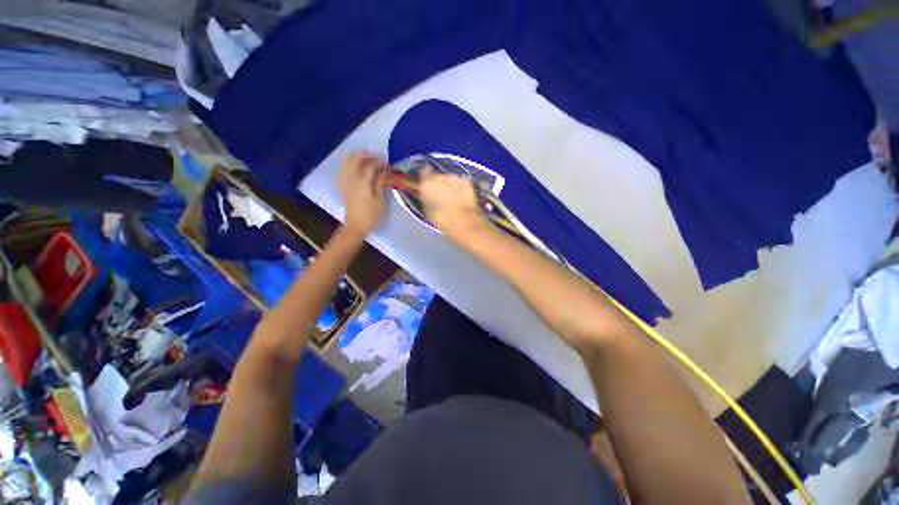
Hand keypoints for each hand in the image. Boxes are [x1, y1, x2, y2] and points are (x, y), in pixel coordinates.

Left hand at [339, 151, 388, 234]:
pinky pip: (344, 168)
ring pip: (348, 161)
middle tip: (379, 158)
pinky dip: (351, 163)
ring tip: (369, 160)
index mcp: (363, 183)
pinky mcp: (343, 185)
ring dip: (358, 157)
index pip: (371, 165)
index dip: (381, 163)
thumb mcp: (381, 201)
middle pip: (356, 158)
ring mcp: (345, 181)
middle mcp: (352, 178)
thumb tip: (385, 172)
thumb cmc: (371, 216)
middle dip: (368, 155)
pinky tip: (358, 167)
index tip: (389, 165)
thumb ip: (381, 184)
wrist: (356, 226)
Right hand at [417, 167, 486, 239]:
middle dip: (439, 183)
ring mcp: (455, 178)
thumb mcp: (428, 211)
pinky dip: (461, 188)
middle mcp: (440, 176)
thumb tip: (427, 196)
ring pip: (450, 178)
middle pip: (438, 176)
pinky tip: (462, 197)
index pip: (424, 173)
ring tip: (452, 198)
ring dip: (451, 185)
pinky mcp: (467, 182)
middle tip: (441, 196)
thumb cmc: (442, 219)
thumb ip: (427, 199)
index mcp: (427, 183)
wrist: (463, 221)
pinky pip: (461, 183)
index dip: (426, 178)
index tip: (427, 184)